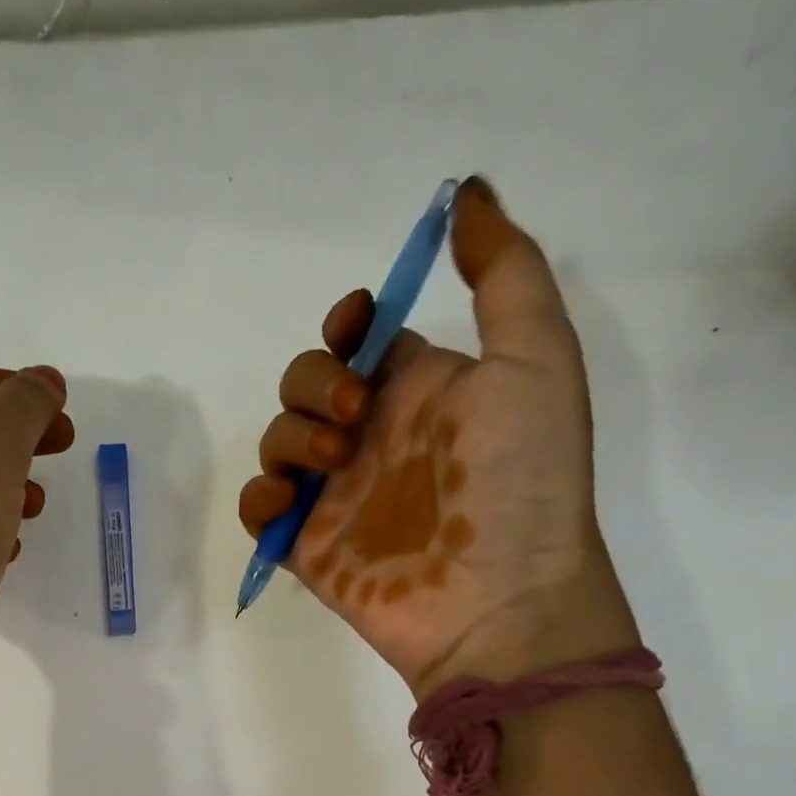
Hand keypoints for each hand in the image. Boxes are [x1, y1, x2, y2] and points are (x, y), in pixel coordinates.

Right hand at [238, 178, 637, 696]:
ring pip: (276, 443)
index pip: (361, 341)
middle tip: (353, 417)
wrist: (497, 600)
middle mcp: (373, 438)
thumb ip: (503, 275)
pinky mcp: (307, 547)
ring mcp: (336, 496)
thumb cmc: (519, 481)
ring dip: (288, 436)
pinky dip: (259, 497)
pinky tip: (286, 501)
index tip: (353, 330)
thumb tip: (468, 195)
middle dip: (312, 384)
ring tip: (331, 463)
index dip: (345, 325)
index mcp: (421, 391)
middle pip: (306, 385)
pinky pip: (259, 509)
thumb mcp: (536, 359)